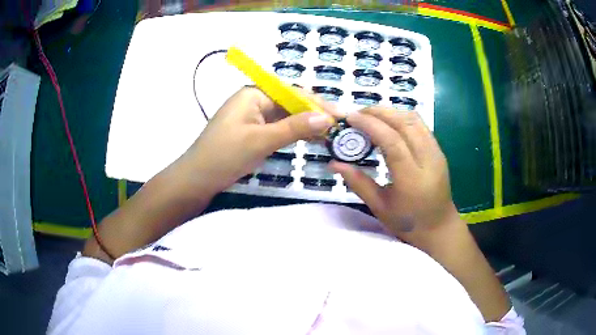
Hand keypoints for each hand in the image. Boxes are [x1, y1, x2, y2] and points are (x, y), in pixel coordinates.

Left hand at [178, 86, 335, 195]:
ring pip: (285, 117)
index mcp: (254, 94)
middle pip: (290, 103)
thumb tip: (327, 118)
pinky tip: (310, 139)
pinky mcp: (252, 132)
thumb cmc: (225, 155)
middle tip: (338, 127)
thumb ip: (295, 127)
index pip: (292, 92)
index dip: (316, 103)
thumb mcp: (262, 140)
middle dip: (313, 114)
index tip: (339, 115)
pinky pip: (277, 128)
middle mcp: (254, 101)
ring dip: (305, 124)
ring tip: (329, 134)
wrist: (197, 179)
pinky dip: (293, 133)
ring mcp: (253, 117)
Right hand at [329, 107, 464, 248]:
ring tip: (371, 116)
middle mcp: (428, 160)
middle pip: (404, 123)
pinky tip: (389, 123)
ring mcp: (436, 152)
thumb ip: (357, 182)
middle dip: (379, 112)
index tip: (351, 117)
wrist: (438, 227)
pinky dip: (402, 117)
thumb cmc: (408, 222)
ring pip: (414, 119)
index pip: (392, 141)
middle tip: (357, 114)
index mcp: (412, 179)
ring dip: (391, 112)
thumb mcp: (379, 207)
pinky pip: (420, 125)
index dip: (370, 125)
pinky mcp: (438, 150)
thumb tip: (334, 163)